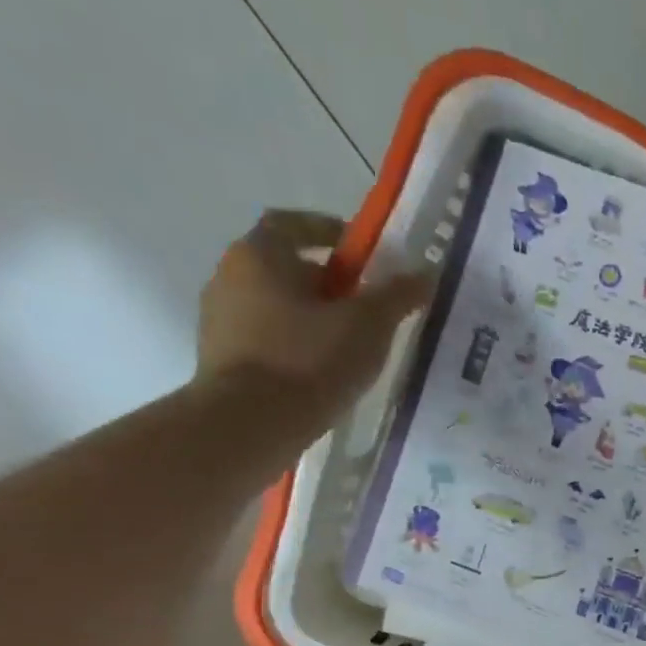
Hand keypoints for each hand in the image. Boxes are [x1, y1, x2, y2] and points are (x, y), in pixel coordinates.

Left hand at [197, 209, 434, 422]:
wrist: (251, 422)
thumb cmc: (310, 360)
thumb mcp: (368, 325)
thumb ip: (397, 296)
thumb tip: (425, 273)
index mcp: (260, 254)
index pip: (292, 223)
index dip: (329, 231)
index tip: (361, 252)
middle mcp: (230, 276)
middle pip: (284, 266)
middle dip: (326, 280)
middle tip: (366, 305)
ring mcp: (220, 318)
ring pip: (274, 304)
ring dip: (310, 314)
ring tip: (349, 343)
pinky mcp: (223, 357)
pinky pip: (267, 338)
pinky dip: (295, 343)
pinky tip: (323, 369)